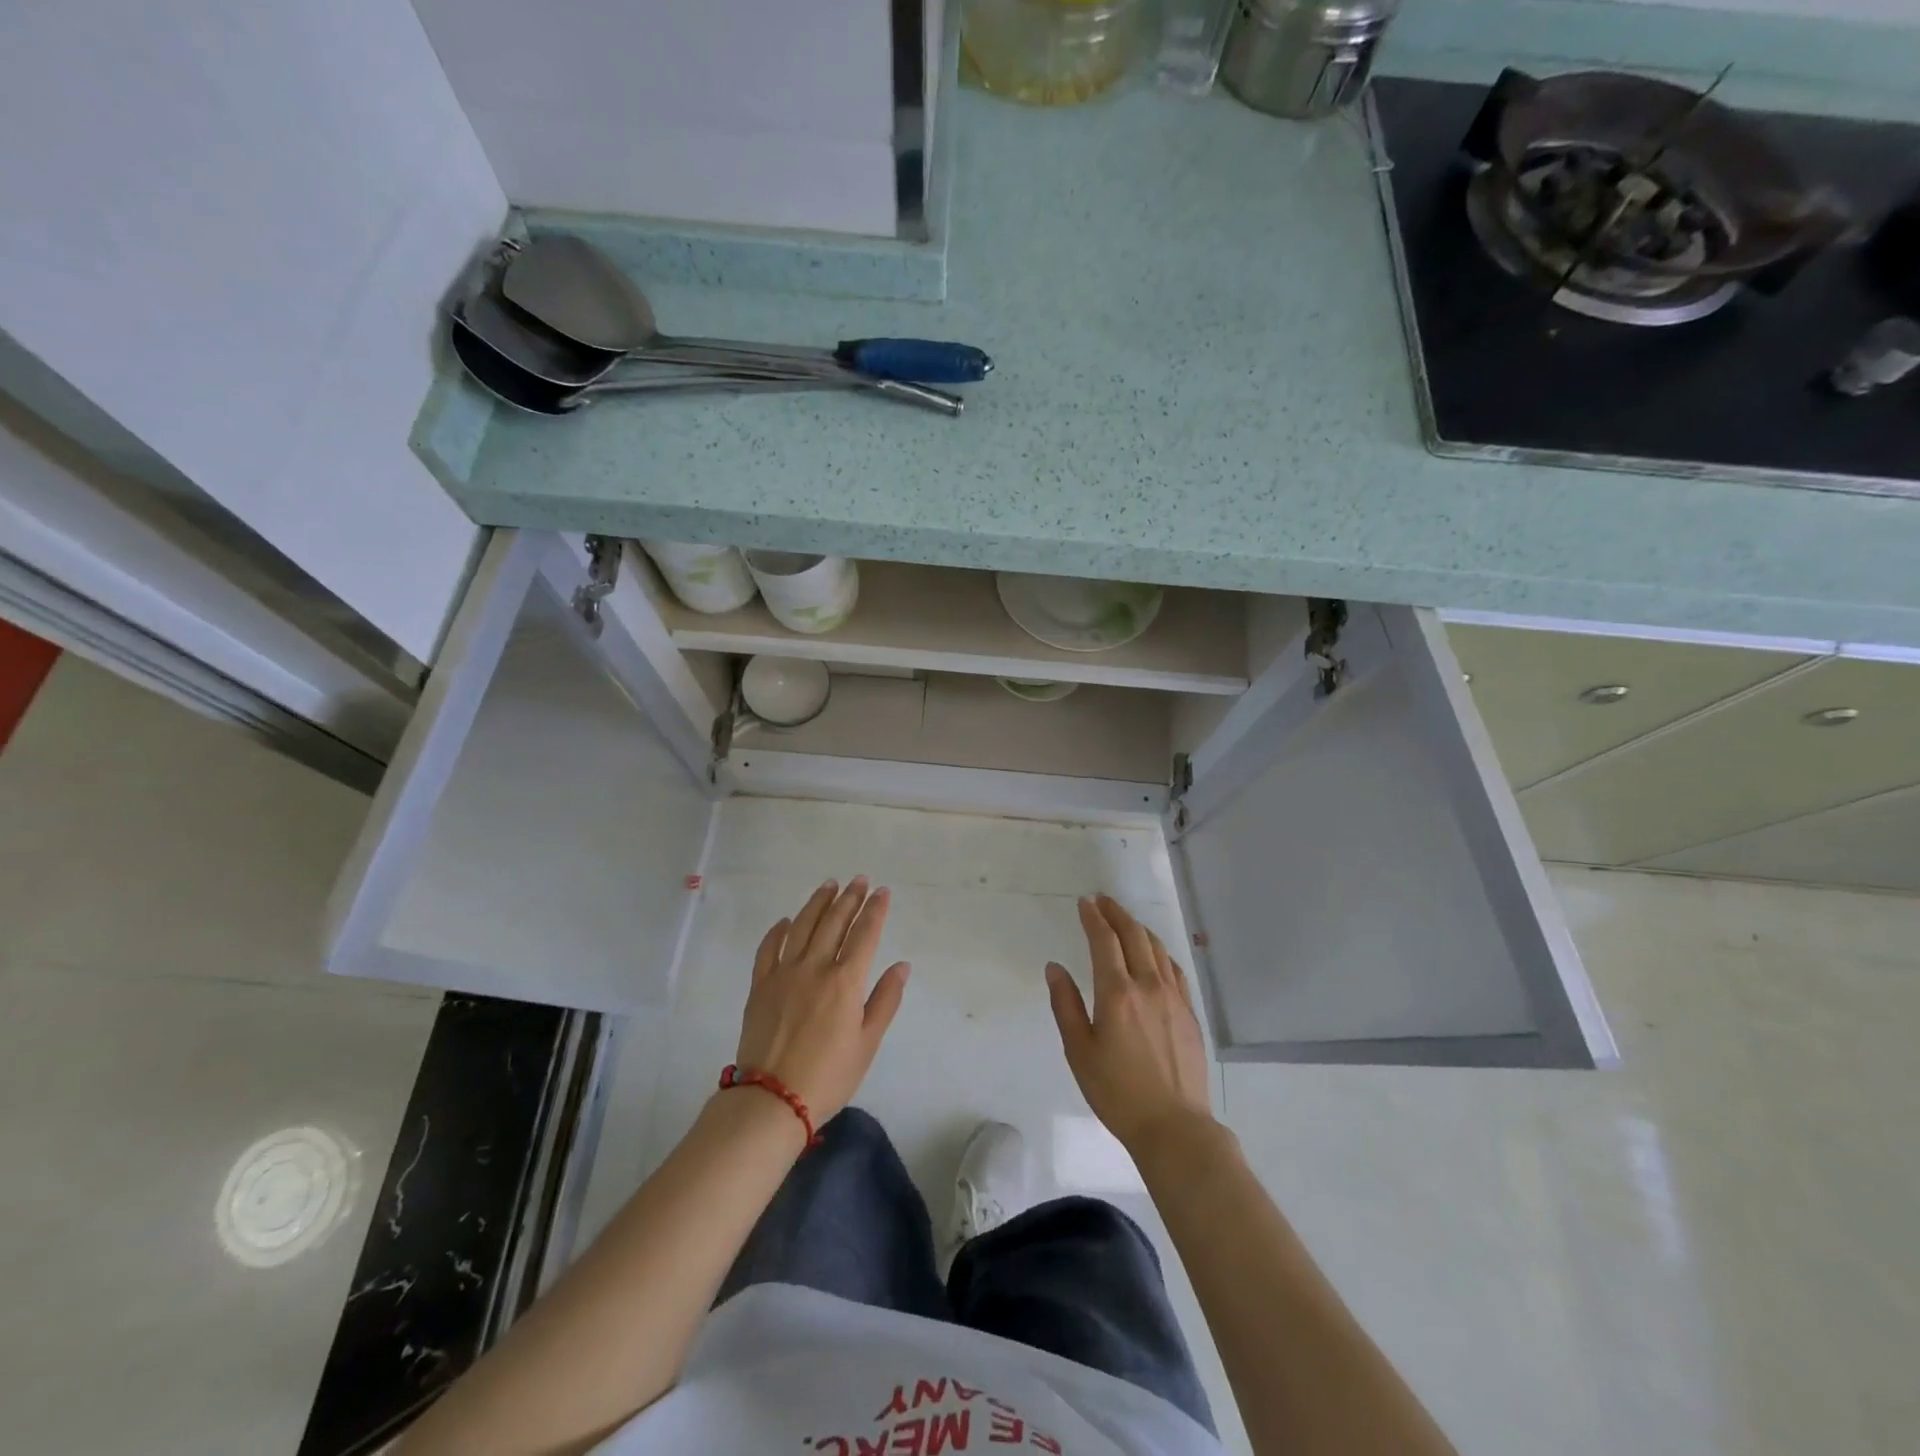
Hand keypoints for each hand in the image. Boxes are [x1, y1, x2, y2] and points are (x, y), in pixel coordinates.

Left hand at [732, 877, 909, 1124]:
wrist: (772, 1099)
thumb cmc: (829, 1076)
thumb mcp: (867, 1043)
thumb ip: (885, 1000)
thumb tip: (901, 965)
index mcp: (845, 981)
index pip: (865, 934)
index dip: (875, 910)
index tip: (882, 891)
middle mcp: (815, 967)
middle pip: (834, 922)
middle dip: (850, 898)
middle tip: (859, 880)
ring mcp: (783, 973)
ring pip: (802, 926)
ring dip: (818, 903)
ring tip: (829, 885)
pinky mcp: (760, 985)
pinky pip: (768, 949)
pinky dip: (779, 930)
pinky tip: (787, 921)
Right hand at [1047, 894, 1213, 1154]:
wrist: (1174, 1126)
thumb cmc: (1117, 1092)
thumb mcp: (1079, 1051)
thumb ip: (1065, 1005)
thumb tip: (1054, 968)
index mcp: (1117, 993)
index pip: (1104, 941)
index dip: (1093, 917)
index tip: (1085, 902)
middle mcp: (1148, 985)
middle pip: (1134, 935)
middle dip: (1116, 913)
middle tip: (1103, 901)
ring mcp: (1174, 997)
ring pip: (1157, 948)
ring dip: (1138, 928)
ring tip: (1125, 921)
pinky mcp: (1190, 1012)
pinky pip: (1174, 968)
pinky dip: (1159, 951)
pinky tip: (1154, 954)